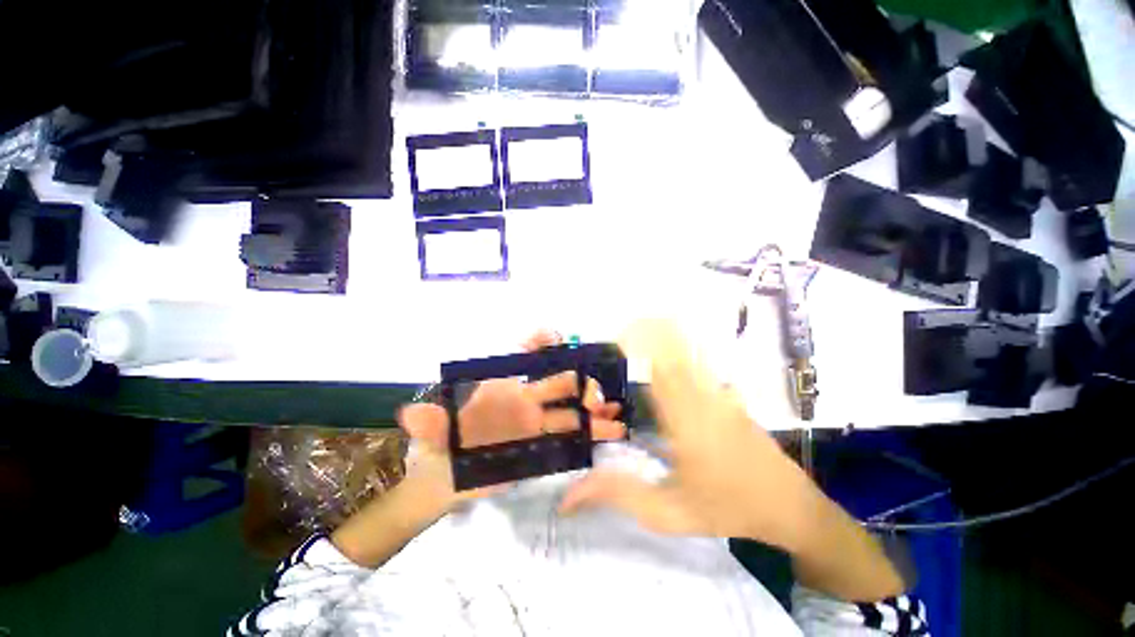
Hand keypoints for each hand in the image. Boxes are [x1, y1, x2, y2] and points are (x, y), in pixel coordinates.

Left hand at [398, 331, 626, 514]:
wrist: (446, 482)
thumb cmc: (442, 449)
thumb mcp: (434, 435)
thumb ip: (429, 423)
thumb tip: (409, 414)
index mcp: (501, 386)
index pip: (522, 353)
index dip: (538, 340)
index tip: (553, 336)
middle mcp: (525, 399)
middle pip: (558, 380)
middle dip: (577, 380)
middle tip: (590, 394)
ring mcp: (538, 422)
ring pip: (571, 408)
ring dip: (591, 406)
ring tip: (611, 411)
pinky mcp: (544, 446)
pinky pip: (573, 435)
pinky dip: (593, 430)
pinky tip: (612, 430)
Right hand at [559, 321, 822, 552]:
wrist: (789, 507)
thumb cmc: (725, 508)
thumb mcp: (668, 513)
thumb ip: (619, 495)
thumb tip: (569, 493)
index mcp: (684, 421)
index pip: (658, 369)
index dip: (640, 345)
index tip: (618, 334)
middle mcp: (703, 397)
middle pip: (674, 350)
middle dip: (649, 331)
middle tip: (623, 326)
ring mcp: (721, 392)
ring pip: (691, 350)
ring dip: (667, 333)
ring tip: (642, 323)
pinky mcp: (729, 394)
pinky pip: (702, 360)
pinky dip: (684, 344)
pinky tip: (672, 342)